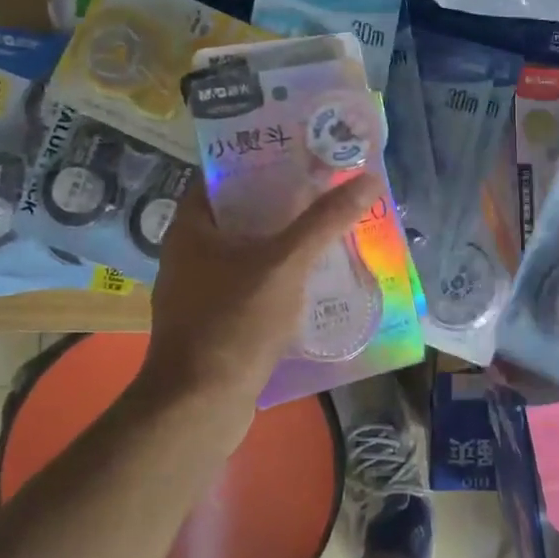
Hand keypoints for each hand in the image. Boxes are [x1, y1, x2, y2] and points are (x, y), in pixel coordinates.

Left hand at [136, 171, 382, 427]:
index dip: (263, 157)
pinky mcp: (215, 319)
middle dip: (285, 200)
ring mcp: (200, 288)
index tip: (303, 151)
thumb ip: (326, 220)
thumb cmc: (234, 322)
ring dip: (287, 238)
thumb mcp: (286, 263)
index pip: (224, 173)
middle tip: (329, 187)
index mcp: (192, 226)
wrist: (200, 406)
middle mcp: (189, 251)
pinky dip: (281, 273)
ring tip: (331, 225)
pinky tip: (316, 276)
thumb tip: (369, 178)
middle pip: (242, 210)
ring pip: (250, 249)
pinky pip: (252, 281)